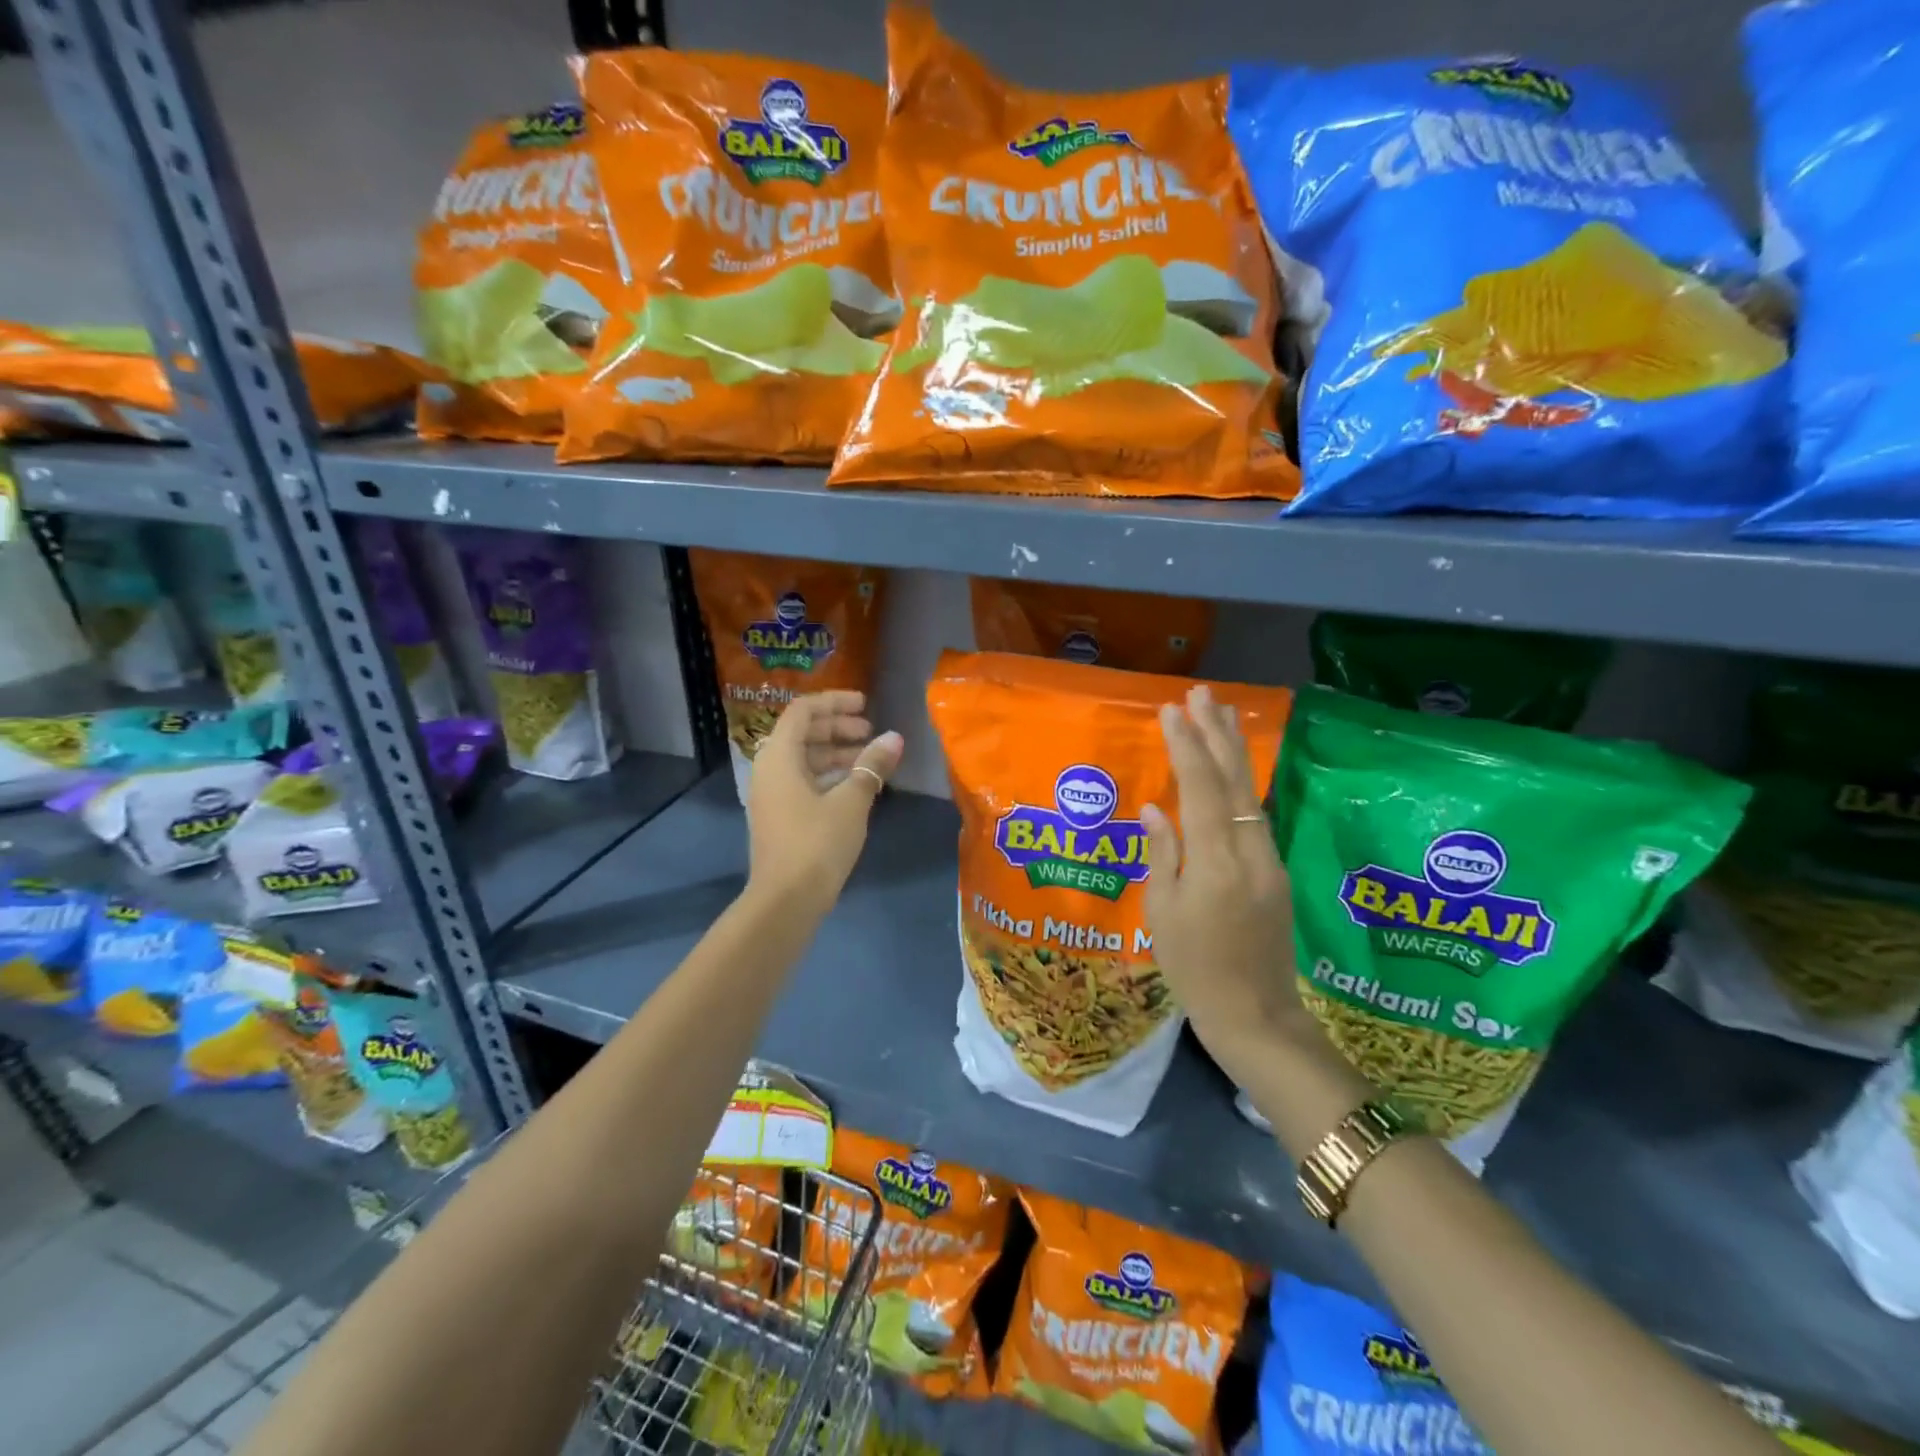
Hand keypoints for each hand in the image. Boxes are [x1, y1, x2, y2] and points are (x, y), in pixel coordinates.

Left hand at [745, 691, 903, 918]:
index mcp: (779, 756)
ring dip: (836, 752)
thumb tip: (894, 738)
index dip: (835, 702)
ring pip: (804, 759)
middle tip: (871, 732)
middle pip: (802, 733)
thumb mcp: (852, 801)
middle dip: (837, 727)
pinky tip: (855, 786)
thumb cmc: (817, 844)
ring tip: (869, 758)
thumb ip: (872, 765)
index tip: (865, 705)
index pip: (803, 711)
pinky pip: (802, 781)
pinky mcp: (778, 816)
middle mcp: (769, 769)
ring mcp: (771, 795)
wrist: (785, 901)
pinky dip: (828, 775)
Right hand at [1142, 685, 1306, 1052]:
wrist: (1255, 1015)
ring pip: (1250, 792)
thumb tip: (1155, 807)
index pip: (1200, 787)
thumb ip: (1161, 853)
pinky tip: (1232, 768)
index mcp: (1215, 861)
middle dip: (1217, 732)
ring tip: (1221, 714)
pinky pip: (1255, 814)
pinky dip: (1240, 782)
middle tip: (1203, 693)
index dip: (1186, 745)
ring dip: (1234, 751)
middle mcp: (1249, 850)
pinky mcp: (1275, 871)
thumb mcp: (1162, 913)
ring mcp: (1269, 860)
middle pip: (1234, 779)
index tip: (1172, 709)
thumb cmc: (1193, 969)